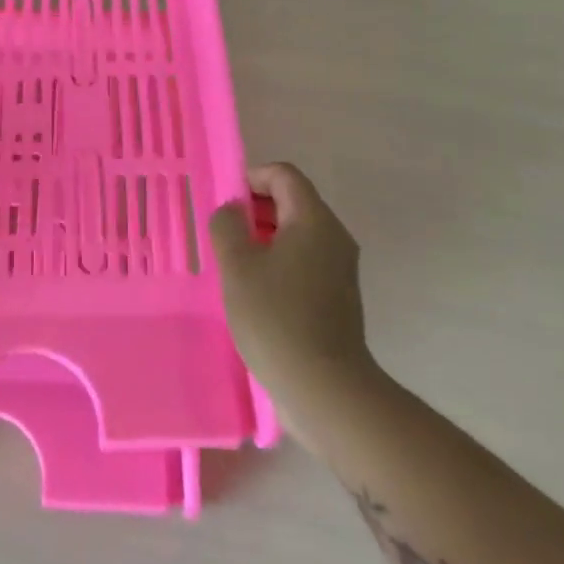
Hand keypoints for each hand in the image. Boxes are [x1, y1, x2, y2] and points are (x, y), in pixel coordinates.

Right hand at [210, 163, 376, 435]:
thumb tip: (232, 212)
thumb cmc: (276, 317)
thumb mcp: (237, 266)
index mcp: (313, 220)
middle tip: (223, 234)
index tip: (225, 204)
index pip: (284, 175)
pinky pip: (305, 261)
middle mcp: (334, 237)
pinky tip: (255, 291)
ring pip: (298, 234)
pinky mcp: (338, 296)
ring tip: (234, 264)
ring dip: (264, 238)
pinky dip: (278, 262)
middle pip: (293, 201)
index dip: (251, 178)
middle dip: (255, 209)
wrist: (325, 388)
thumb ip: (227, 226)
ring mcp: (340, 268)